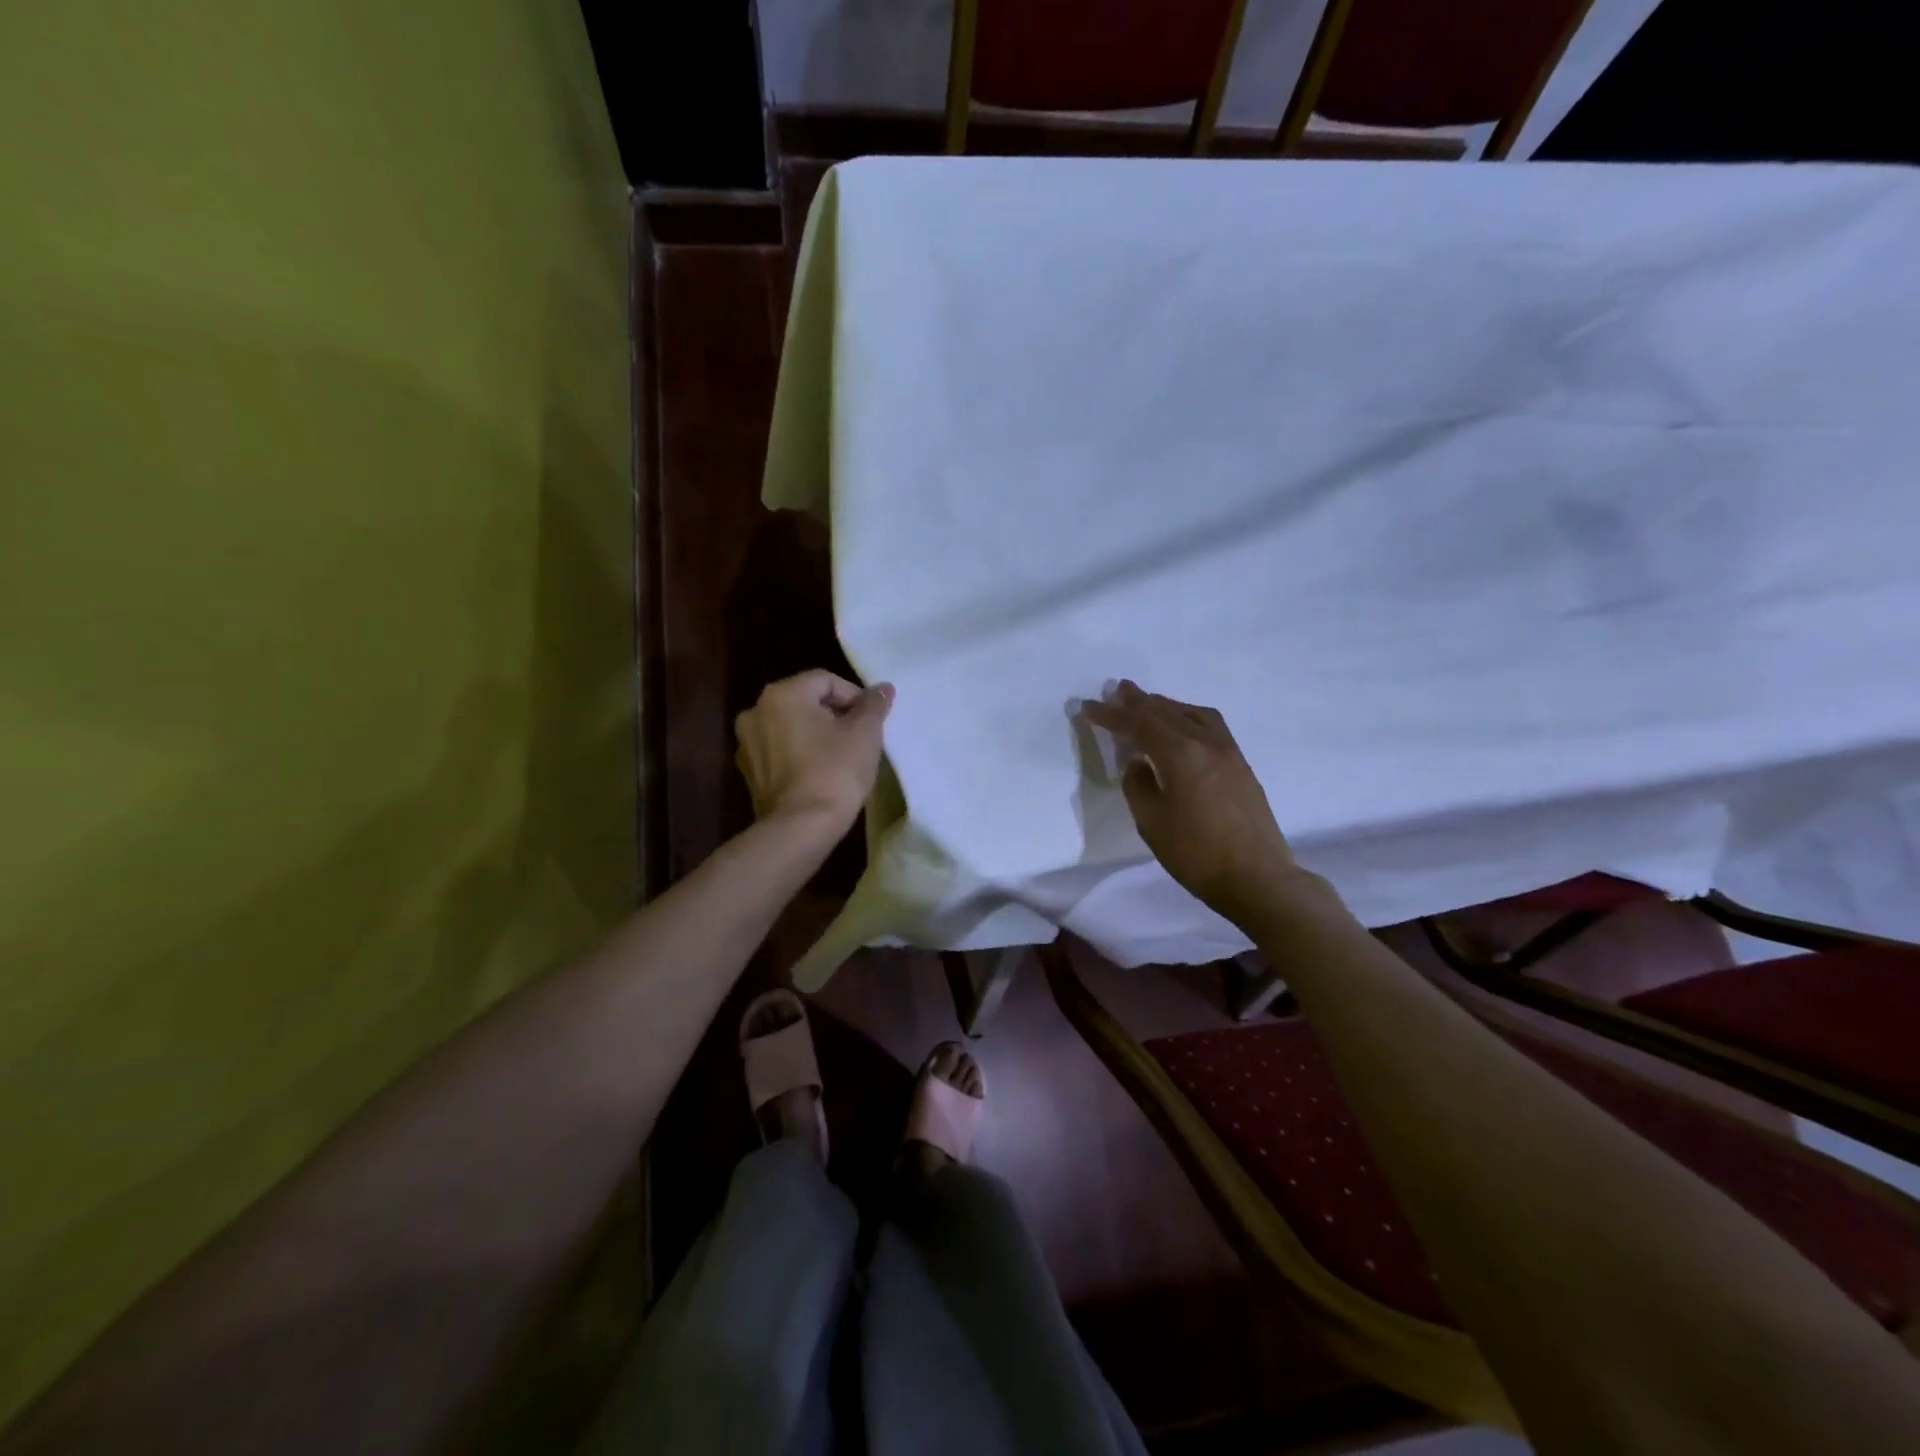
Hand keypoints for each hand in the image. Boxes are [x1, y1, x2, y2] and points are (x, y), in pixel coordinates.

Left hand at [735, 670, 893, 834]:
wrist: (801, 827)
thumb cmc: (836, 771)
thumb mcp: (865, 733)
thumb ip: (874, 704)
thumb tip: (883, 688)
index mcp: (782, 693)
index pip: (826, 680)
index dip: (854, 696)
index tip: (872, 721)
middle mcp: (756, 711)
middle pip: (805, 701)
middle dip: (834, 714)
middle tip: (859, 737)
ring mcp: (747, 743)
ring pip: (791, 726)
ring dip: (816, 734)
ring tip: (841, 755)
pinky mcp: (749, 772)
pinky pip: (779, 751)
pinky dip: (799, 754)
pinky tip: (819, 772)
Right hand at [1080, 681, 1297, 924]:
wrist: (1257, 878)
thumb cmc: (1196, 854)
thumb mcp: (1151, 823)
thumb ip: (1138, 786)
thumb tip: (1138, 763)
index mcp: (1180, 754)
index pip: (1138, 724)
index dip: (1110, 714)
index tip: (1087, 706)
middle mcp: (1206, 743)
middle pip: (1165, 712)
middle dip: (1137, 701)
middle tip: (1116, 689)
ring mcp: (1228, 751)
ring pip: (1192, 713)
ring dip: (1165, 705)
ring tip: (1146, 702)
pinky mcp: (1240, 764)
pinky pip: (1210, 725)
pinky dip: (1187, 716)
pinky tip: (1181, 724)